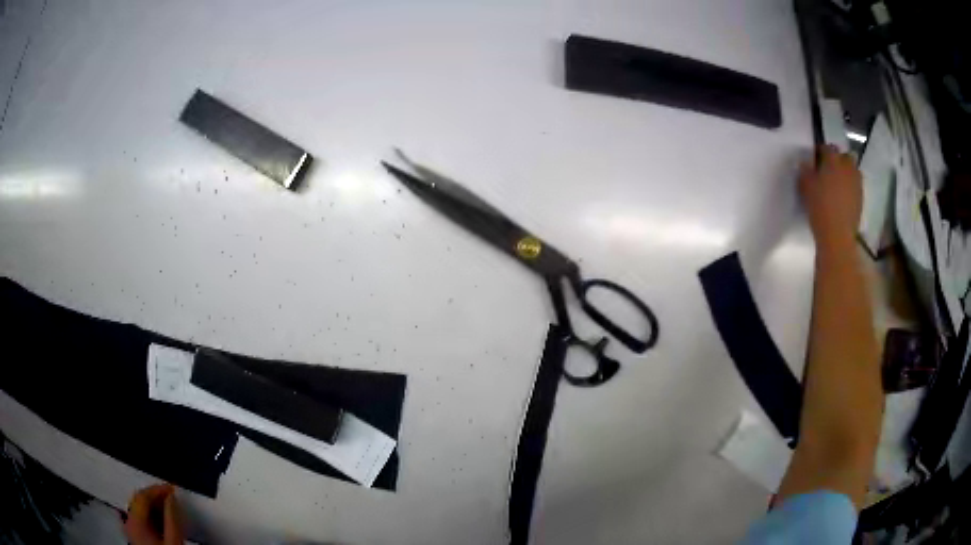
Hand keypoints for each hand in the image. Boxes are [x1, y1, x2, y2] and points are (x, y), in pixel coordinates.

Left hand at [124, 484, 185, 544]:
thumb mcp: (173, 541)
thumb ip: (172, 519)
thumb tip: (172, 498)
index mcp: (134, 521)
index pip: (142, 495)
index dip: (157, 489)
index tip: (172, 488)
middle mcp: (128, 523)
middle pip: (138, 501)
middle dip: (155, 497)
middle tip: (171, 497)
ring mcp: (131, 531)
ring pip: (139, 510)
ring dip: (154, 506)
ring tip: (169, 507)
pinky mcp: (135, 537)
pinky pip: (141, 519)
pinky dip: (152, 515)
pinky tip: (163, 520)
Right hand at [798, 145, 862, 249]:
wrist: (837, 235)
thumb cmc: (820, 207)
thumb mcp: (805, 187)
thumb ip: (805, 172)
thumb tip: (805, 164)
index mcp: (833, 160)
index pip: (827, 147)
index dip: (820, 151)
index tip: (815, 159)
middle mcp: (847, 167)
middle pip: (845, 156)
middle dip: (838, 160)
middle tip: (829, 170)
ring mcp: (856, 183)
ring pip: (853, 170)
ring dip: (847, 173)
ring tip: (838, 183)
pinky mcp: (861, 198)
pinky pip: (856, 186)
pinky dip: (850, 187)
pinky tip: (843, 197)